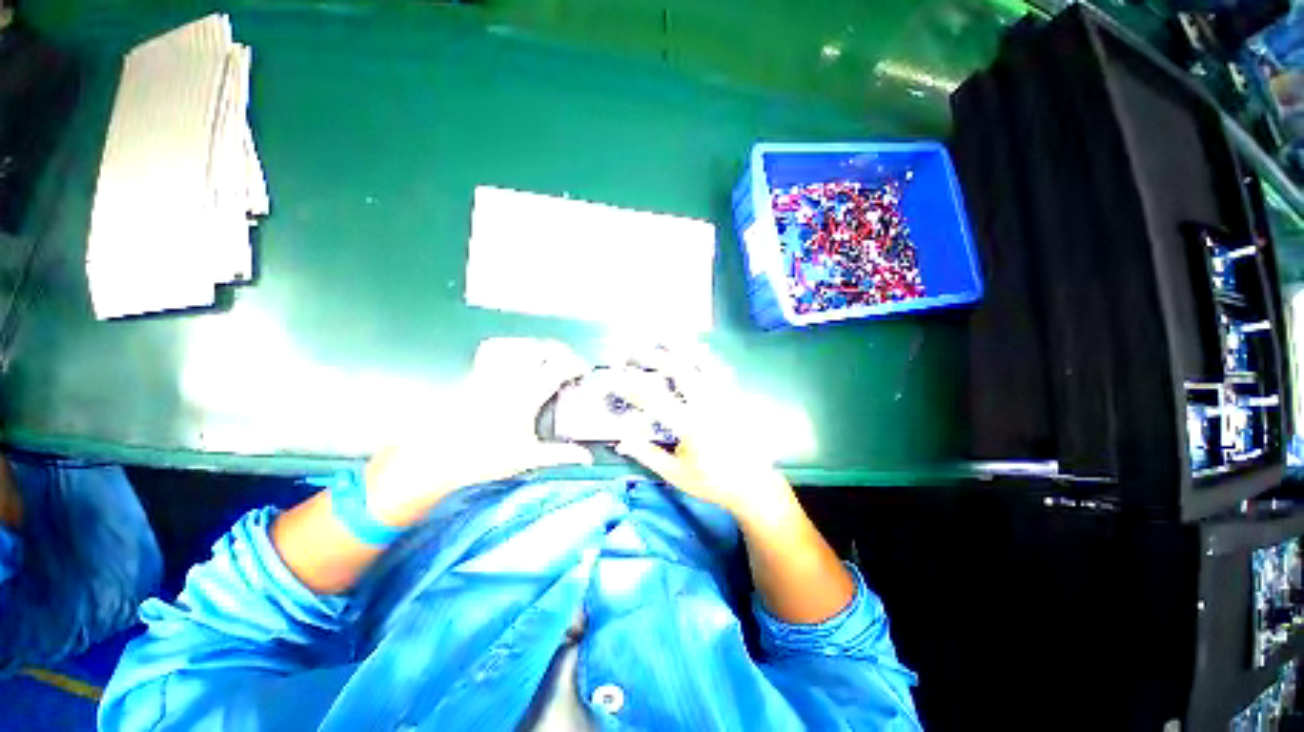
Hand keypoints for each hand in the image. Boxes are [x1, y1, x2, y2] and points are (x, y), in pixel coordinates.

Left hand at [364, 338, 593, 526]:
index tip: (583, 372)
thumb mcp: (528, 457)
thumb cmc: (483, 458)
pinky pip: (493, 348)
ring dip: (538, 346)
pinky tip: (516, 354)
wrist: (438, 458)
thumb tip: (585, 458)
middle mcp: (509, 377)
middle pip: (541, 348)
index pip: (559, 368)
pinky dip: (509, 345)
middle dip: (561, 351)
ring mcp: (490, 372)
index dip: (576, 365)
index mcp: (526, 395)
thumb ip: (560, 454)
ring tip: (547, 356)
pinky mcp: (475, 373)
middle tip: (569, 362)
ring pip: (519, 344)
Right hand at [610, 346, 791, 520]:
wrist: (754, 485)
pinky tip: (698, 347)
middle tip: (636, 350)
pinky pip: (719, 371)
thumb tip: (622, 440)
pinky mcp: (735, 397)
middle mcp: (708, 406)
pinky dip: (706, 357)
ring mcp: (725, 398)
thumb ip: (648, 455)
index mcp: (691, 426)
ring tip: (665, 335)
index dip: (633, 386)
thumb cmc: (712, 482)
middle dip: (656, 357)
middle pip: (680, 372)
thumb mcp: (676, 474)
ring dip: (682, 348)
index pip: (656, 400)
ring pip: (702, 365)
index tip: (618, 376)